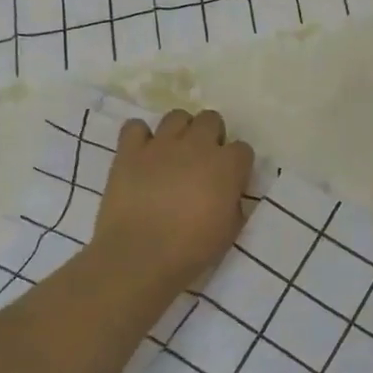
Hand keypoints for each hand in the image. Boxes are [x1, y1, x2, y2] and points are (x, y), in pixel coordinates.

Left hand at [91, 108, 254, 295]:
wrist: (140, 256)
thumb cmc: (192, 249)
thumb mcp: (231, 230)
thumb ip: (235, 203)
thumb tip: (230, 193)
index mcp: (227, 165)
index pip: (243, 149)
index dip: (237, 165)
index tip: (230, 181)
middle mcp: (197, 145)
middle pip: (211, 119)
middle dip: (211, 136)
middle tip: (202, 162)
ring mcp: (161, 145)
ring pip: (177, 116)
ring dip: (180, 131)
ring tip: (173, 154)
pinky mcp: (129, 151)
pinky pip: (136, 127)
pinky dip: (140, 137)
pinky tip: (141, 154)